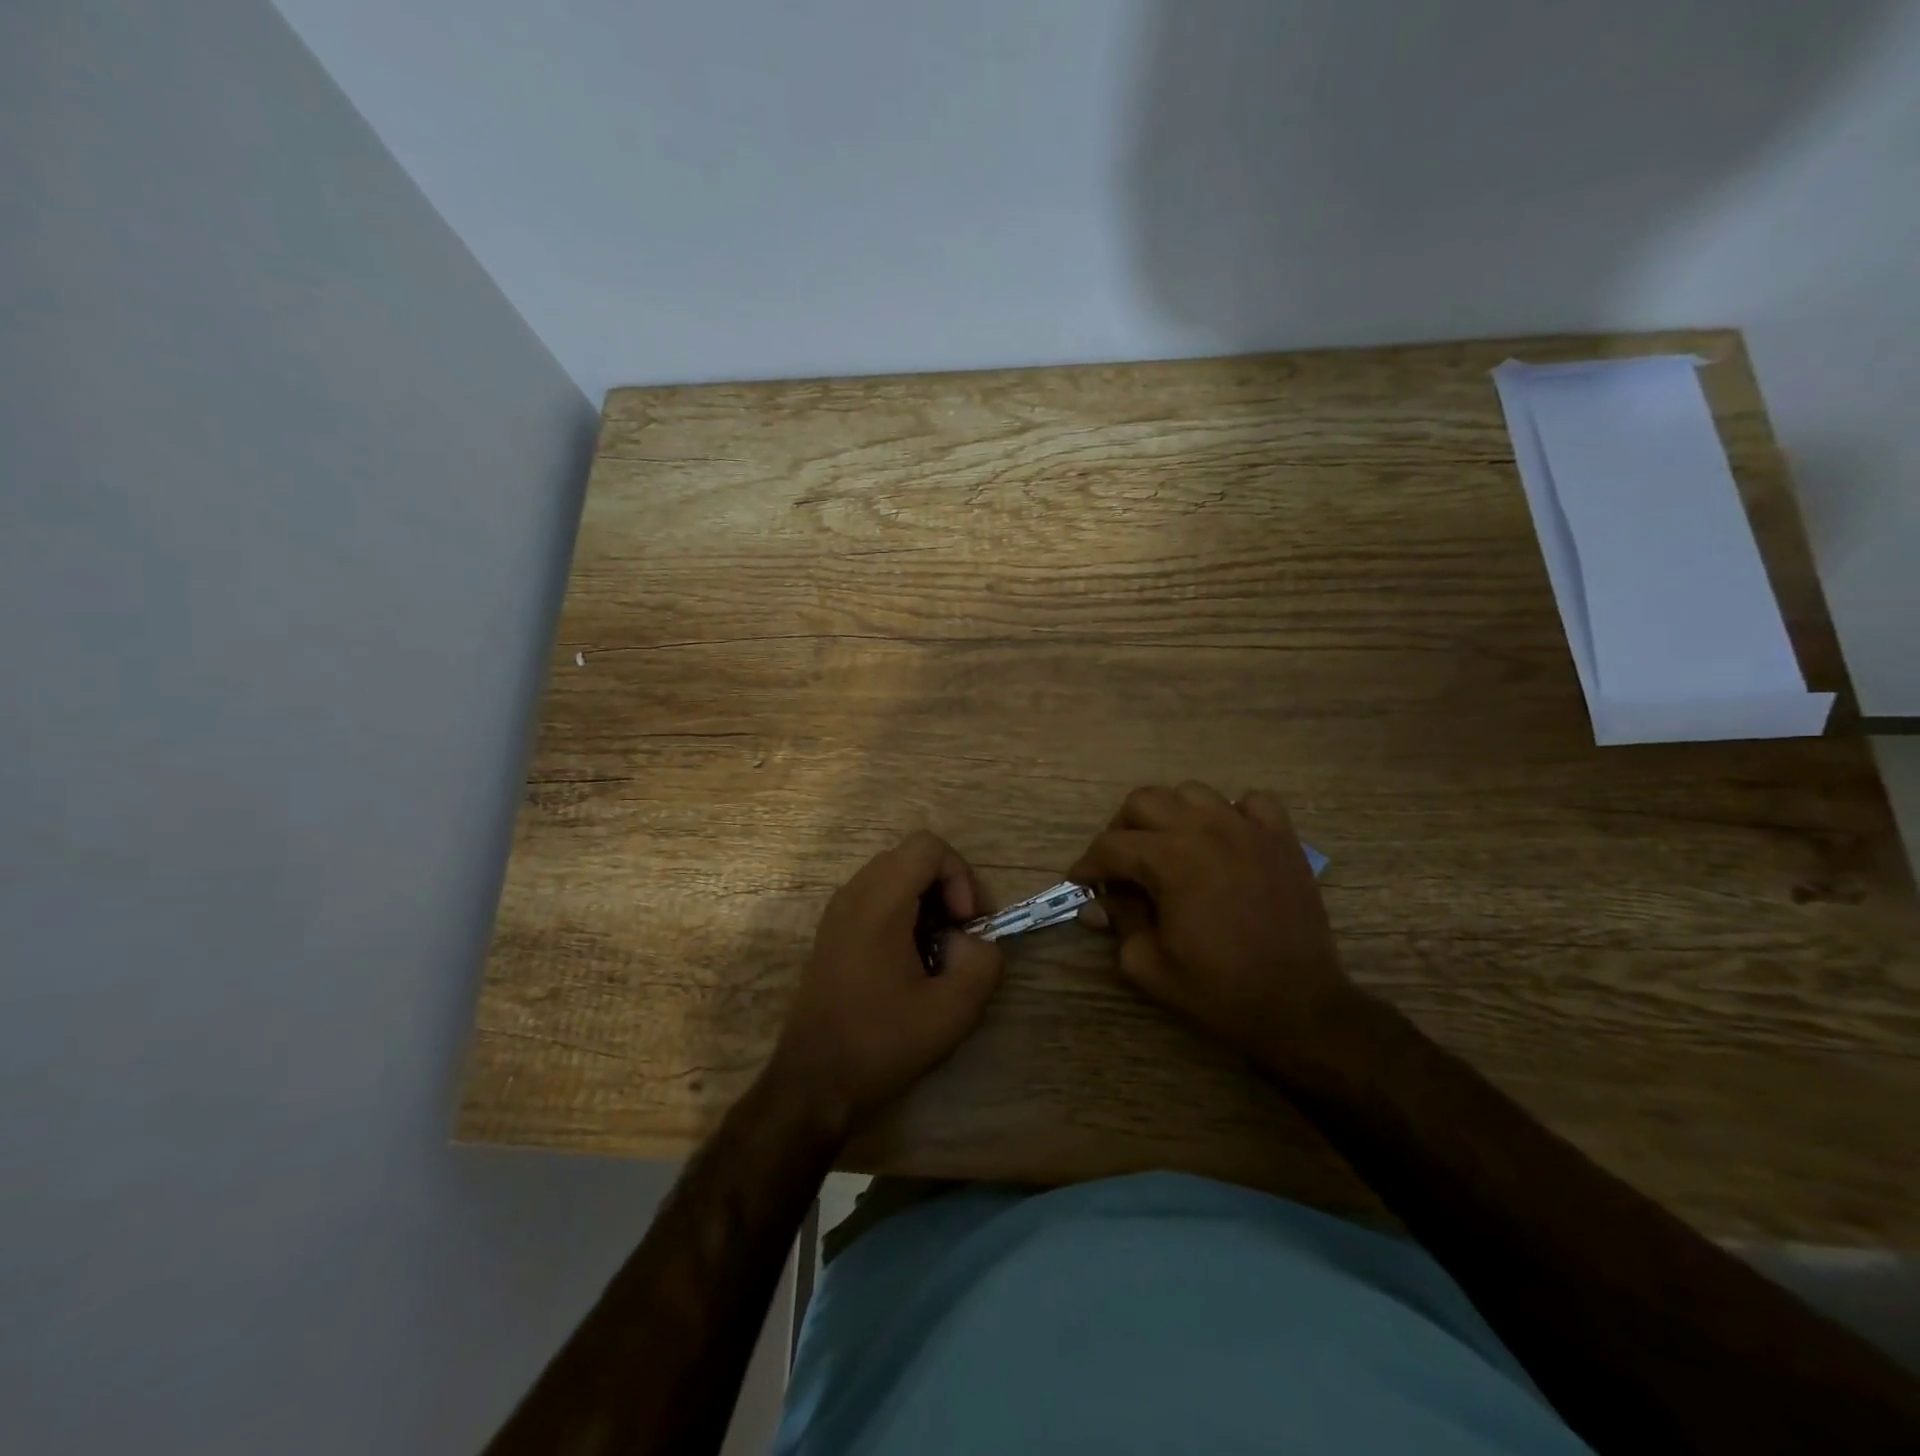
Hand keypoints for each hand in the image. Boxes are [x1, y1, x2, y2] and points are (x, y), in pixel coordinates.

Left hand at [766, 831, 1004, 1134]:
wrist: (812, 1081)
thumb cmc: (880, 1042)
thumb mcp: (952, 1011)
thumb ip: (983, 962)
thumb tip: (973, 941)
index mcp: (878, 902)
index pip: (928, 847)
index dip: (960, 876)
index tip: (966, 924)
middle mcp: (854, 894)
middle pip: (912, 856)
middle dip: (949, 887)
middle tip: (962, 935)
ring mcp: (838, 911)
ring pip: (896, 875)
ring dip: (928, 901)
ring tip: (940, 949)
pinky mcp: (834, 931)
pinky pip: (878, 897)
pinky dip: (905, 913)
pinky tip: (912, 960)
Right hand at [1070, 783, 1355, 1065]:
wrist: (1298, 1006)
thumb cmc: (1218, 990)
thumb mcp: (1149, 965)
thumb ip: (1119, 923)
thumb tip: (1095, 904)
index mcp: (1170, 860)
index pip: (1110, 846)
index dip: (1087, 865)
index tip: (1080, 882)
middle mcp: (1206, 830)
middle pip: (1144, 801)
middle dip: (1121, 830)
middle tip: (1121, 865)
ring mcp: (1248, 829)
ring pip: (1192, 792)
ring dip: (1170, 815)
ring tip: (1170, 847)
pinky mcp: (1281, 838)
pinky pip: (1250, 802)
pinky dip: (1231, 813)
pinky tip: (1225, 840)